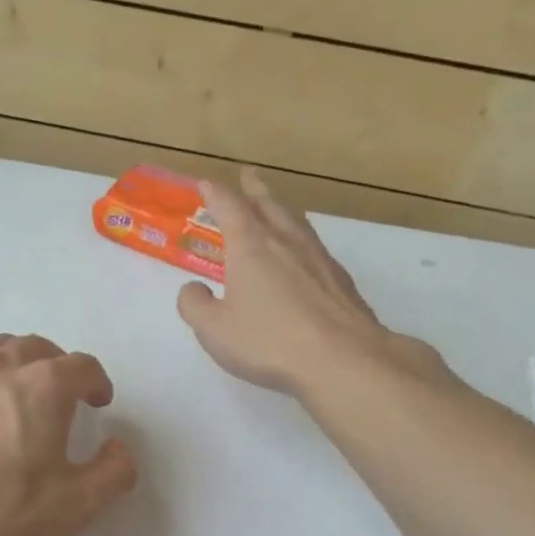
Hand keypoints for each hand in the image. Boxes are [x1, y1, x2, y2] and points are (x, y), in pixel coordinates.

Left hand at [0, 334, 137, 535]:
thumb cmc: (4, 514)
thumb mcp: (77, 505)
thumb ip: (114, 471)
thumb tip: (119, 449)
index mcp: (44, 385)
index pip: (82, 366)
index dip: (97, 382)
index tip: (99, 401)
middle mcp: (0, 366)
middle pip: (37, 347)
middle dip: (57, 365)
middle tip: (62, 394)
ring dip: (16, 360)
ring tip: (18, 386)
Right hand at [176, 169, 447, 395]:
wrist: (342, 359)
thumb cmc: (268, 341)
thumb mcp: (214, 329)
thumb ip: (195, 305)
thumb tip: (193, 289)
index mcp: (251, 246)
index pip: (229, 207)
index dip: (215, 193)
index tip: (205, 183)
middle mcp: (286, 242)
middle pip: (269, 205)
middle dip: (254, 189)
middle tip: (248, 176)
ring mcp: (318, 259)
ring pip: (296, 222)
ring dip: (281, 209)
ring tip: (275, 208)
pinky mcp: (340, 281)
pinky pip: (314, 247)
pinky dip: (300, 240)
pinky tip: (302, 256)